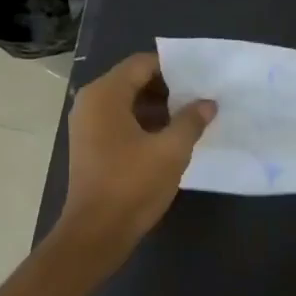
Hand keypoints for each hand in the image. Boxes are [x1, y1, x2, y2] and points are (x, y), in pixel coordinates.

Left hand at [54, 52, 214, 272]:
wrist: (98, 231)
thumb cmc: (133, 184)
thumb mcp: (171, 150)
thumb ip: (191, 121)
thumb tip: (207, 103)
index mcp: (105, 95)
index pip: (141, 64)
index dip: (173, 68)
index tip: (201, 78)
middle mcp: (91, 103)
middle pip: (133, 81)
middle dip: (168, 88)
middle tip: (200, 98)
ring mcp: (88, 126)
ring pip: (128, 103)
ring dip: (159, 108)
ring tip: (192, 118)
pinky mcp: (92, 146)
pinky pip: (121, 122)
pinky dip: (145, 124)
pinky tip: (172, 138)